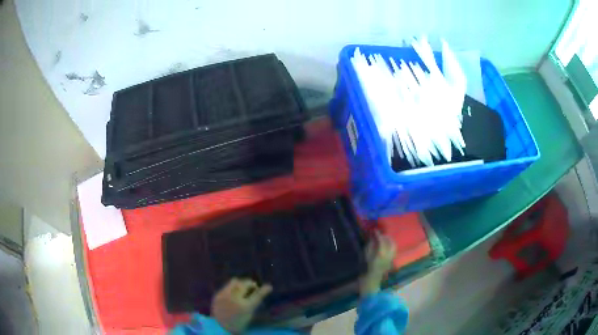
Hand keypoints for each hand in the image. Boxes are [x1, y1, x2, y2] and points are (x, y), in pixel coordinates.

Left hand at [211, 278, 271, 333]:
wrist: (221, 328)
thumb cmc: (239, 323)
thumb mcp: (249, 314)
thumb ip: (255, 301)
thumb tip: (261, 289)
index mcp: (245, 307)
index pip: (258, 295)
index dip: (264, 290)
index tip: (269, 286)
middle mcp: (234, 299)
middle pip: (245, 284)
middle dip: (251, 284)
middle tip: (254, 287)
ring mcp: (224, 296)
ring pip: (235, 281)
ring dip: (241, 284)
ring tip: (243, 289)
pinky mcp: (217, 295)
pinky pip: (227, 286)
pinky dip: (233, 288)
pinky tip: (234, 293)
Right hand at [359, 231, 395, 296]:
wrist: (371, 282)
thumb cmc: (366, 270)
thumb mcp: (365, 257)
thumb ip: (370, 246)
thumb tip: (373, 239)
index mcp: (381, 253)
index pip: (381, 240)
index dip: (378, 234)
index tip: (374, 230)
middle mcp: (389, 254)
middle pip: (390, 242)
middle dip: (386, 236)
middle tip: (380, 233)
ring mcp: (391, 258)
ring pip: (394, 246)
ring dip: (389, 240)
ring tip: (384, 238)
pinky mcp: (391, 261)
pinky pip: (393, 250)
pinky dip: (390, 246)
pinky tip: (386, 246)